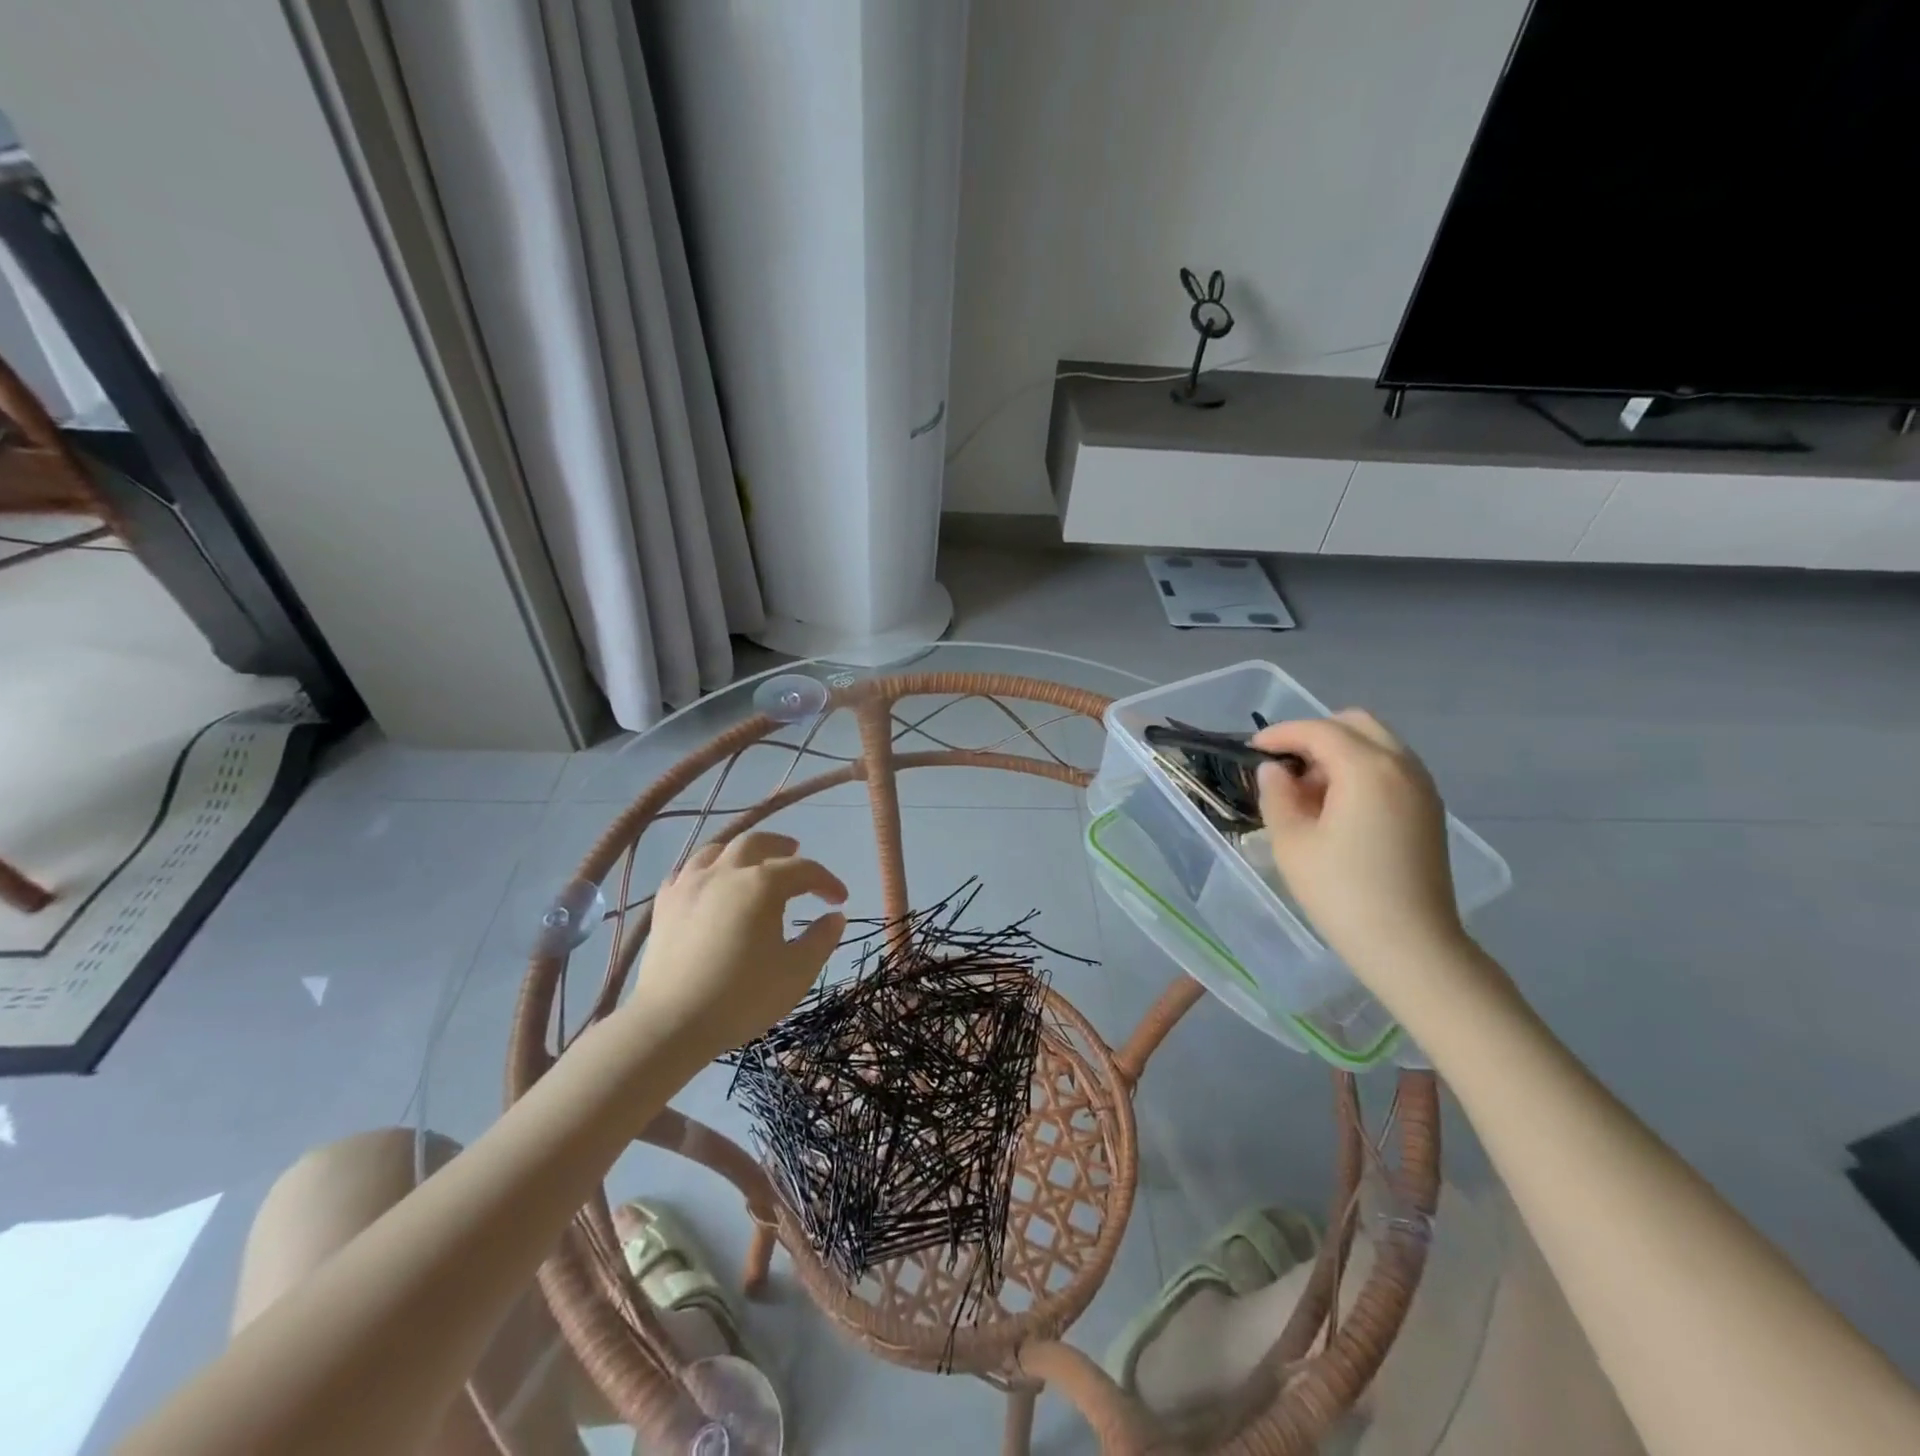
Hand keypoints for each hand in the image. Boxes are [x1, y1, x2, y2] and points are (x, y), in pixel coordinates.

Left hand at [629, 831, 847, 1055]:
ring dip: (741, 851)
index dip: (826, 881)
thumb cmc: (742, 997)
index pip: (803, 870)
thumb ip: (821, 939)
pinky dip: (706, 869)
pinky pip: (688, 871)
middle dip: (781, 846)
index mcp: (762, 885)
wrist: (671, 1023)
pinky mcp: (665, 905)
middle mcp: (725, 872)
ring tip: (752, 861)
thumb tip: (835, 917)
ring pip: (717, 850)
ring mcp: (690, 885)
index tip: (840, 899)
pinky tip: (709, 883)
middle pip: (756, 843)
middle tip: (796, 852)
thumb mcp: (796, 972)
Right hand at [1252, 711, 1468, 992]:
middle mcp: (1403, 766)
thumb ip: (1277, 794)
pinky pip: (1391, 769)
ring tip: (1308, 791)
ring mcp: (1423, 788)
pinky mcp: (1429, 811)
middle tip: (1284, 767)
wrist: (1411, 947)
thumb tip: (1275, 771)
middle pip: (1355, 724)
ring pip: (1377, 745)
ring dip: (1339, 753)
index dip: (1280, 735)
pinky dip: (1361, 771)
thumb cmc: (1342, 893)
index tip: (1252, 751)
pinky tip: (1338, 808)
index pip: (1318, 730)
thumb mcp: (1292, 842)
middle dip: (1315, 735)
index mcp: (1368, 768)